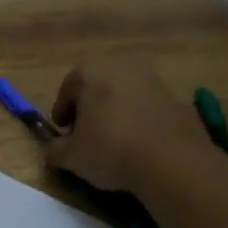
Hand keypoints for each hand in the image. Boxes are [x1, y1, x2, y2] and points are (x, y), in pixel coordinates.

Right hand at [46, 60, 209, 190]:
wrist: (172, 161)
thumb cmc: (110, 149)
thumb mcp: (71, 156)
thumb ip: (54, 150)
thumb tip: (53, 150)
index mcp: (90, 72)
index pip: (67, 89)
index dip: (62, 113)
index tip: (63, 133)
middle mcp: (121, 67)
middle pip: (96, 87)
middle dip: (89, 109)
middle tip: (86, 136)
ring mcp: (151, 80)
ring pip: (123, 95)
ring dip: (115, 113)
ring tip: (115, 142)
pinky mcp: (175, 98)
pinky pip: (147, 108)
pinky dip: (139, 120)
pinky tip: (139, 145)